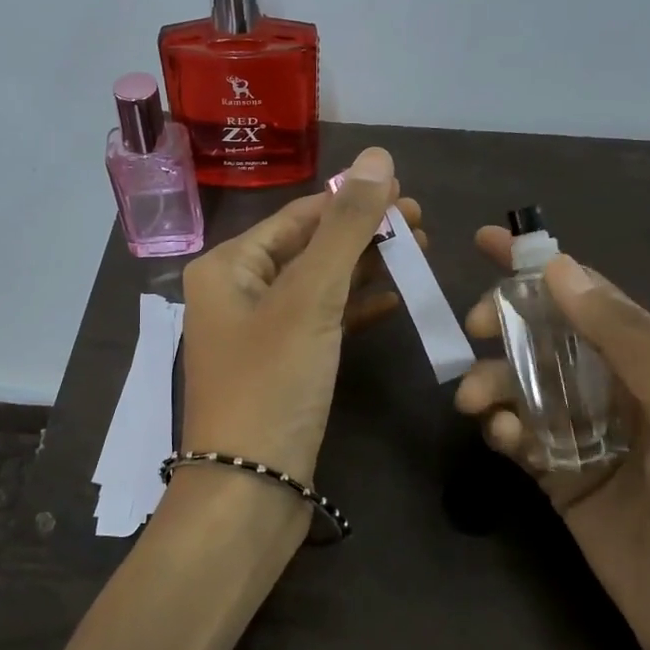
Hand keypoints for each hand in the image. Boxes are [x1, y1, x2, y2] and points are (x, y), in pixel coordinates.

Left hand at [180, 146, 422, 482]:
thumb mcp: (310, 299)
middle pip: (309, 248)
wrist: (248, 491)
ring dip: (365, 269)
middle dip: (364, 235)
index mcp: (227, 266)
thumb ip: (345, 228)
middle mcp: (236, 293)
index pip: (298, 216)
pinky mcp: (281, 367)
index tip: (408, 194)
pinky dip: (355, 309)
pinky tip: (395, 300)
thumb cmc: (271, 385)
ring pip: (319, 286)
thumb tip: (376, 157)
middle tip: (422, 227)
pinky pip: (321, 323)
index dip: (352, 201)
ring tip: (419, 255)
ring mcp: (258, 333)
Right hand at [455, 226, 649, 649]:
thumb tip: (559, 268)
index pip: (588, 292)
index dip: (536, 264)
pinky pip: (516, 432)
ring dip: (494, 381)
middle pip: (544, 331)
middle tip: (474, 329)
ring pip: (520, 380)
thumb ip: (625, 336)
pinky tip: (506, 443)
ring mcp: (585, 431)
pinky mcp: (559, 474)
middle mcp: (617, 385)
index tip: (483, 239)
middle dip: (504, 321)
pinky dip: (501, 428)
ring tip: (481, 406)